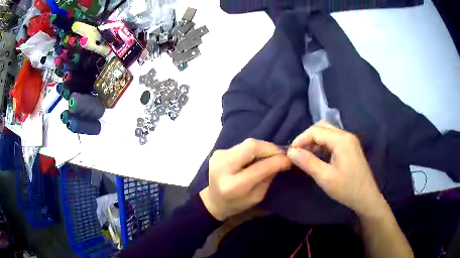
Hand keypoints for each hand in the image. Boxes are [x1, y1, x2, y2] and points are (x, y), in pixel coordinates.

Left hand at [200, 139, 290, 220]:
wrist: (213, 200)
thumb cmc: (236, 204)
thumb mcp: (256, 197)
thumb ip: (268, 178)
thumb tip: (281, 160)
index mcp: (233, 185)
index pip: (259, 167)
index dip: (277, 161)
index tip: (289, 160)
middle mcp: (222, 167)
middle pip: (251, 146)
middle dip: (270, 148)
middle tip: (281, 154)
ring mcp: (218, 156)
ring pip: (247, 143)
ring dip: (263, 148)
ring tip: (271, 155)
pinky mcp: (218, 152)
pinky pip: (241, 146)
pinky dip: (253, 149)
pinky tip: (257, 157)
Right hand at [287, 121, 385, 216]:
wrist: (366, 197)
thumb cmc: (347, 189)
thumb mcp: (325, 178)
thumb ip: (308, 162)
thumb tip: (291, 152)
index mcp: (341, 140)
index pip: (315, 131)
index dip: (300, 139)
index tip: (290, 152)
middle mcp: (346, 135)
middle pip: (322, 127)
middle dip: (307, 137)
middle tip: (298, 152)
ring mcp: (350, 140)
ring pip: (328, 132)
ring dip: (315, 140)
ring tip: (306, 155)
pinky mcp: (351, 147)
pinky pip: (333, 139)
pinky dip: (323, 144)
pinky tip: (318, 156)